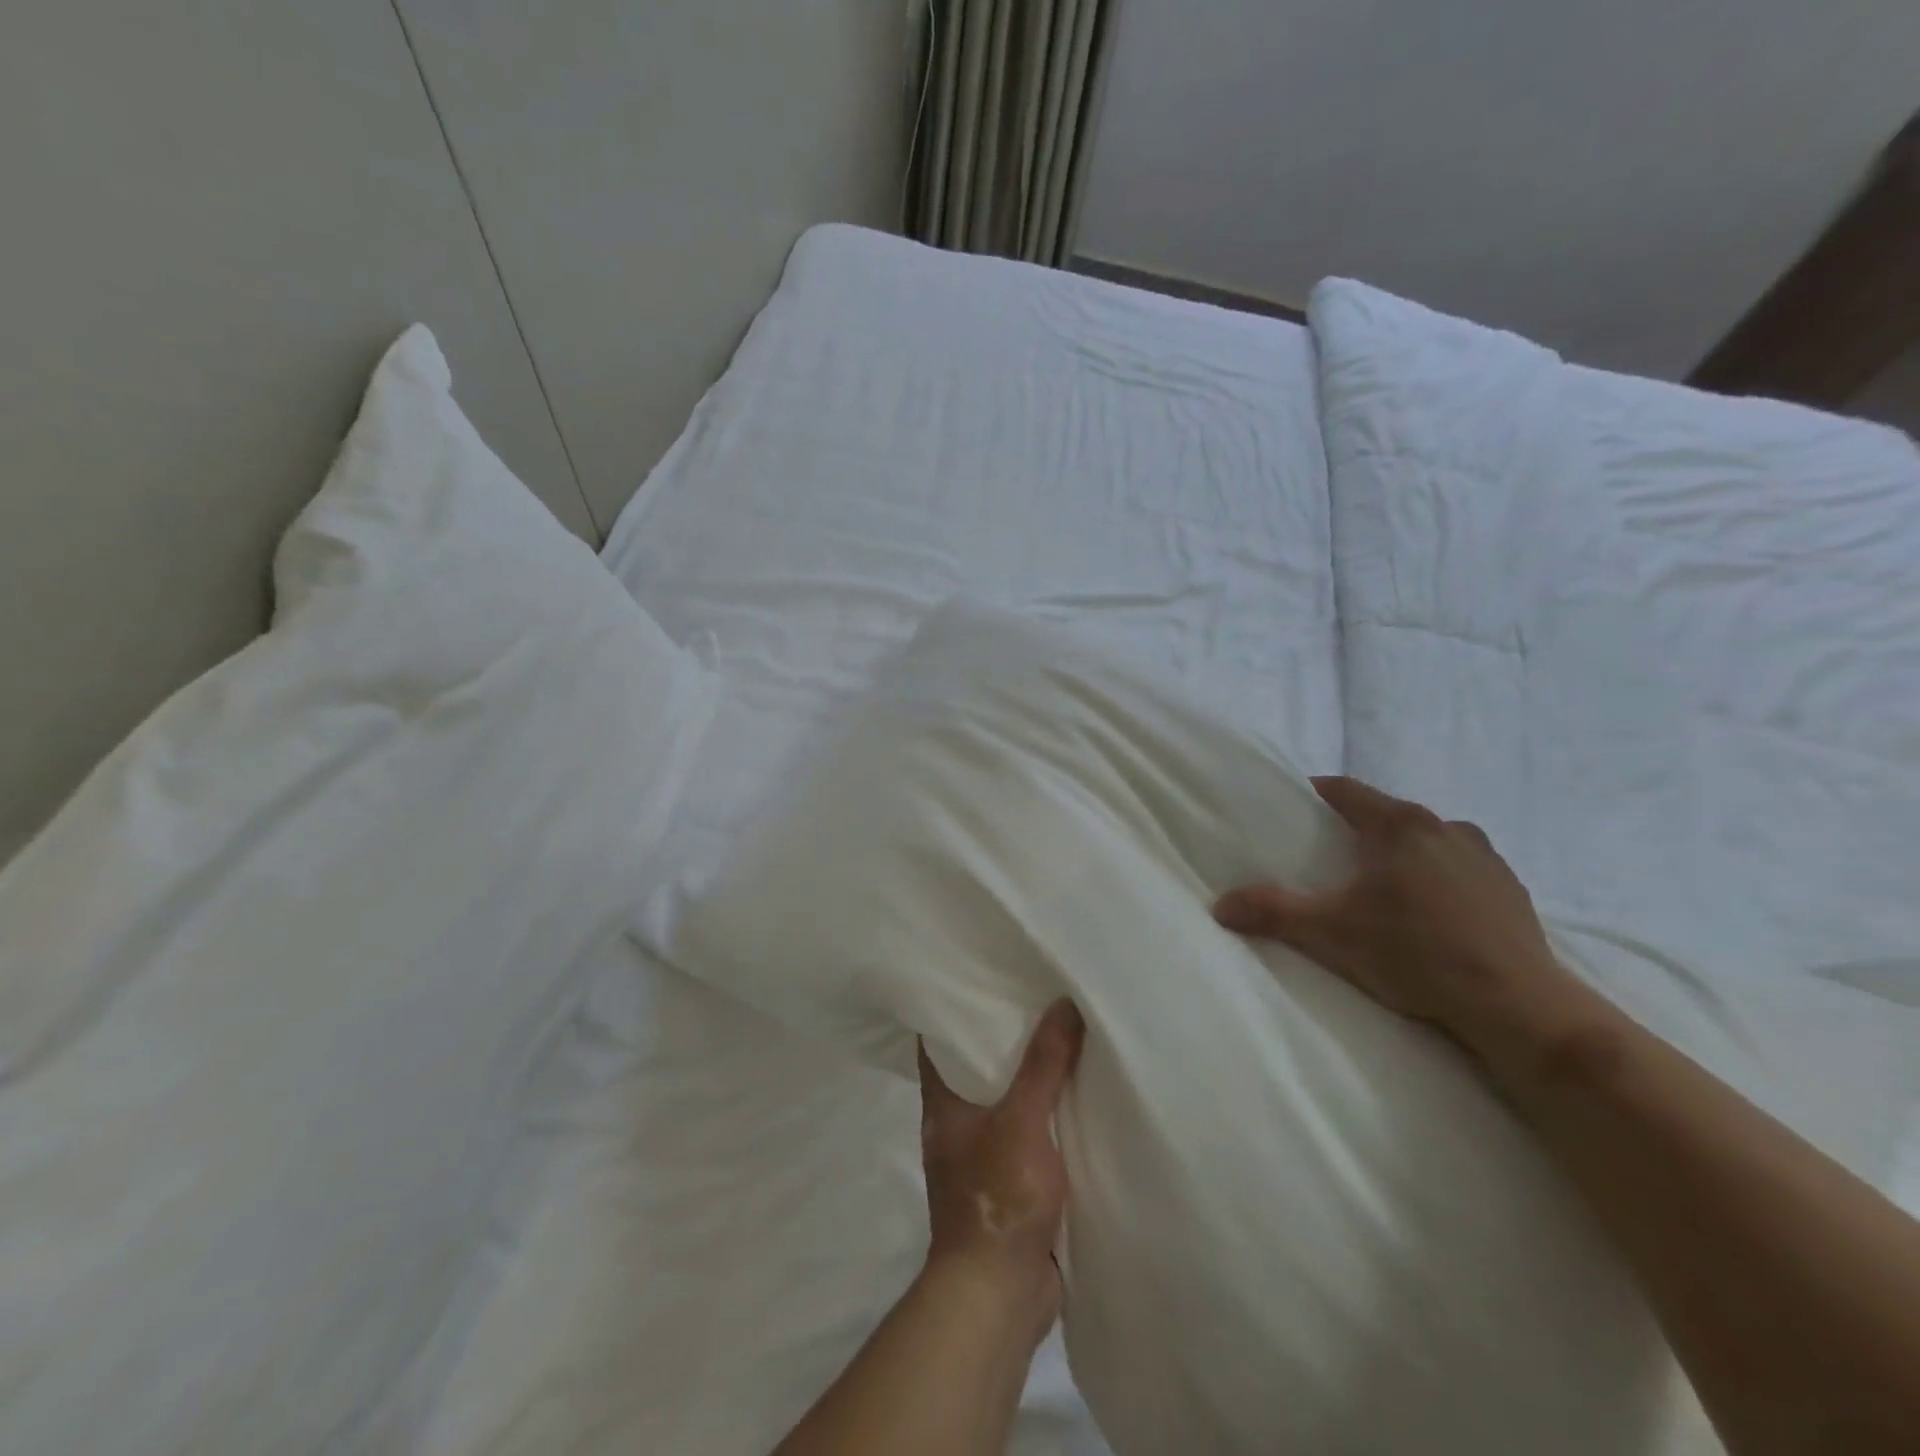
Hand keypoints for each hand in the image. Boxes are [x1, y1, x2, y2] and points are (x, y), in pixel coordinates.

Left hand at [918, 1000, 1084, 1336]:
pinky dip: (1047, 1112)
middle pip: (978, 1065)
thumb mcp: (1021, 1121)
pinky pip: (1029, 1131)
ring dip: (1031, 1075)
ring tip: (1063, 1032)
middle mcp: (957, 1121)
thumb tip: (1064, 1003)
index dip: (956, 1007)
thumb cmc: (996, 1198)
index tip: (984, 977)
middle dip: (1006, 1036)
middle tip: (1038, 995)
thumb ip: (1043, 1065)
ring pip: (1007, 1098)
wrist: (1000, 1295)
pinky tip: (1076, 1094)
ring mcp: (983, 1152)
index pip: (939, 1039)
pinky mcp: (1011, 1179)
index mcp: (943, 1102)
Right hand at [1213, 776, 1588, 1067]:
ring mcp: (1485, 856)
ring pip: (1427, 839)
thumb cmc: (1415, 953)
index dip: (1315, 793)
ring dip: (1400, 852)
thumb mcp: (1331, 933)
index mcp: (1400, 825)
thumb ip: (1273, 912)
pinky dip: (1436, 876)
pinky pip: (1460, 866)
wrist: (1517, 1005)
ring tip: (1379, 885)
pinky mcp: (1511, 888)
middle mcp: (1445, 828)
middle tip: (1328, 855)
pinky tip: (1429, 912)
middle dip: (1356, 828)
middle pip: (1386, 814)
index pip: (1346, 790)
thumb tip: (1220, 906)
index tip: (1292, 808)